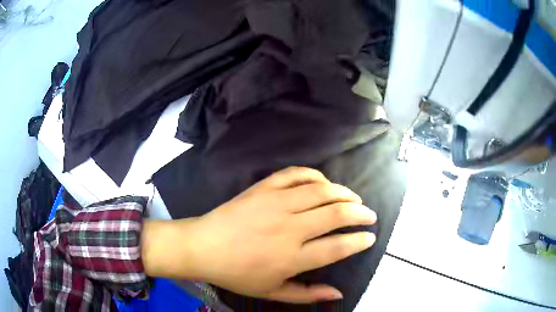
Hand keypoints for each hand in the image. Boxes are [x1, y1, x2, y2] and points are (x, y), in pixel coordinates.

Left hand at [142, 167, 376, 302]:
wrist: (203, 247)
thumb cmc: (237, 274)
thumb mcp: (272, 292)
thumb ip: (307, 294)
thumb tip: (339, 293)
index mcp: (292, 257)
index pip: (338, 246)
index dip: (359, 240)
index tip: (370, 237)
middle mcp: (289, 227)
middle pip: (336, 213)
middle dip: (360, 213)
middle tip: (369, 215)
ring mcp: (276, 203)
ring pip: (321, 190)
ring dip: (344, 192)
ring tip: (354, 198)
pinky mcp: (263, 188)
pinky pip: (295, 174)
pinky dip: (314, 175)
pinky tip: (323, 182)